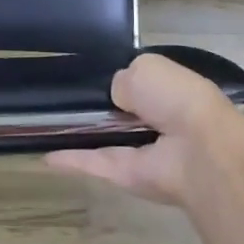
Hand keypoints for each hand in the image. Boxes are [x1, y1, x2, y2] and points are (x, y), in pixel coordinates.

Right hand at [45, 52, 243, 207]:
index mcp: (169, 92)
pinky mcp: (126, 175)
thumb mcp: (146, 68)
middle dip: (97, 107)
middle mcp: (157, 122)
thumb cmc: (177, 98)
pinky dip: (71, 160)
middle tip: (58, 97)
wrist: (198, 150)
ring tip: (44, 122)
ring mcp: (141, 152)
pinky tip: (46, 156)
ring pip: (104, 139)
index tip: (87, 76)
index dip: (117, 80)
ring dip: (80, 134)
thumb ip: (123, 77)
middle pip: (119, 114)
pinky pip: (95, 163)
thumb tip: (115, 96)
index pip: (139, 84)